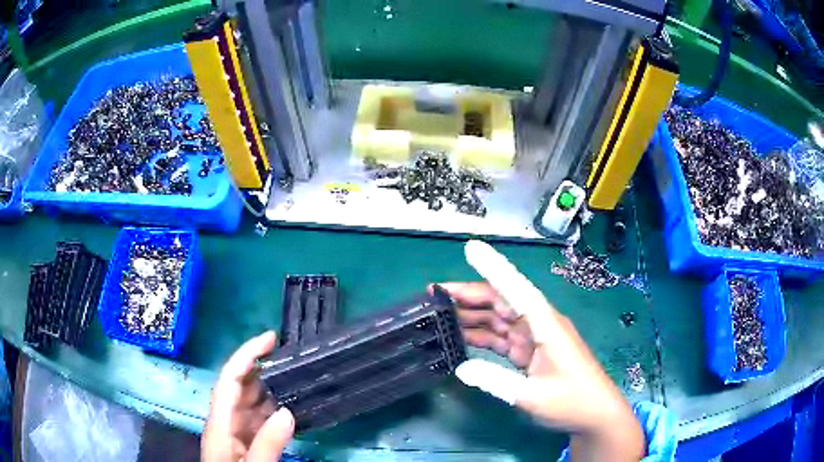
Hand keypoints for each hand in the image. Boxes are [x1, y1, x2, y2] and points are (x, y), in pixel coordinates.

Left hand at [202, 331, 294, 461]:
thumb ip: (267, 445)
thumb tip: (287, 412)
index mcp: (220, 424)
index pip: (230, 380)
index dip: (247, 355)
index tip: (270, 339)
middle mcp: (227, 422)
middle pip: (241, 387)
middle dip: (263, 368)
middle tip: (293, 358)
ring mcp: (238, 433)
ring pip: (254, 403)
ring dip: (273, 389)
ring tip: (298, 378)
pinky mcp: (248, 443)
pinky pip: (262, 420)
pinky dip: (277, 411)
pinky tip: (293, 408)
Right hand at [442, 240, 643, 461]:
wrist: (594, 415)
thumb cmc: (572, 401)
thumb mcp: (533, 396)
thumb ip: (495, 381)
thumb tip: (459, 369)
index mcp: (546, 325)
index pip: (516, 290)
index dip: (493, 268)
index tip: (471, 248)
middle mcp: (539, 324)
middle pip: (502, 301)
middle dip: (470, 295)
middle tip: (435, 294)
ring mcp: (534, 339)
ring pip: (499, 319)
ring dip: (472, 316)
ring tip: (440, 314)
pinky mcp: (530, 352)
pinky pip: (501, 339)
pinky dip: (482, 337)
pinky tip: (461, 337)